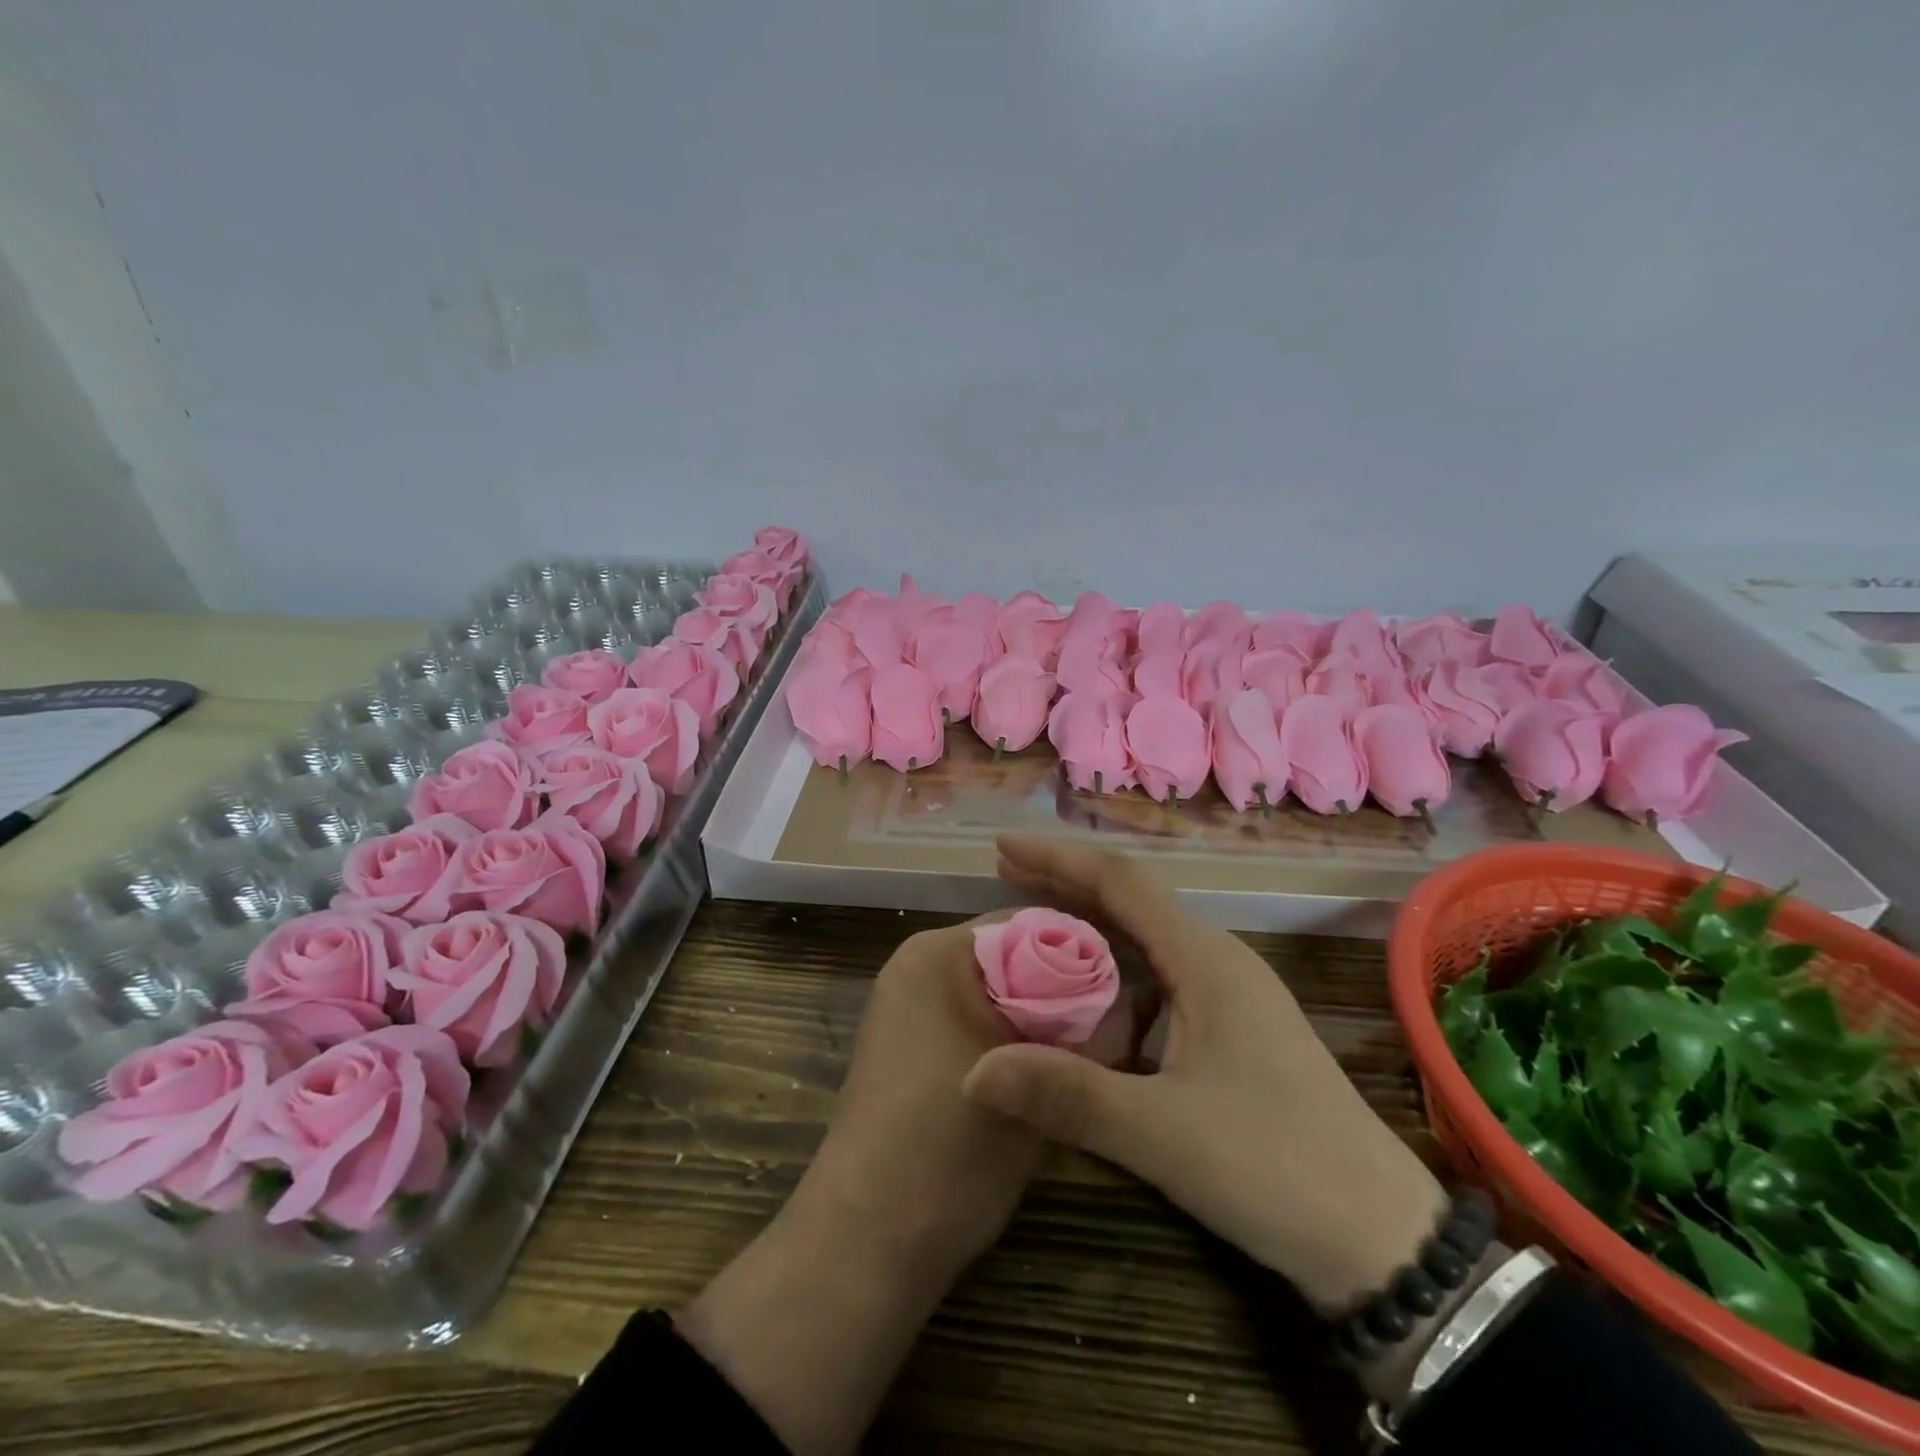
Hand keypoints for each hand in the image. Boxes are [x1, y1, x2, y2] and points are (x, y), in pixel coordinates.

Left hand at [795, 913, 1130, 1267]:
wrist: (869, 1240)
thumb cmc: (952, 1149)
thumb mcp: (1039, 1081)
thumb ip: (1093, 1029)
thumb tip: (1134, 996)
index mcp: (938, 952)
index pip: (1029, 924)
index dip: (1083, 953)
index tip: (1127, 990)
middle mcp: (917, 964)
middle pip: (1012, 956)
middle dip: (1063, 988)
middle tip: (1114, 1027)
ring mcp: (906, 1004)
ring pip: (995, 990)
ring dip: (1039, 1016)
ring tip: (1086, 1054)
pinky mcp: (906, 1043)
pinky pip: (971, 1017)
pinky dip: (1007, 1036)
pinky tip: (1041, 1073)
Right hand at [963, 835, 1446, 1314]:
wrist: (1384, 1238)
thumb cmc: (1275, 1168)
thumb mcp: (1161, 1134)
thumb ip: (1068, 1096)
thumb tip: (974, 1071)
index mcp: (1206, 960)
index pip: (1121, 881)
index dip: (1059, 858)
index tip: (1003, 848)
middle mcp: (1219, 960)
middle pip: (1132, 900)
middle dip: (1066, 884)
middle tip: (1004, 880)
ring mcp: (1232, 995)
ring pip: (1147, 938)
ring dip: (1091, 925)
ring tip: (1035, 929)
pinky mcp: (1235, 1029)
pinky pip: (1161, 976)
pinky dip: (1115, 970)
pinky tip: (1090, 998)